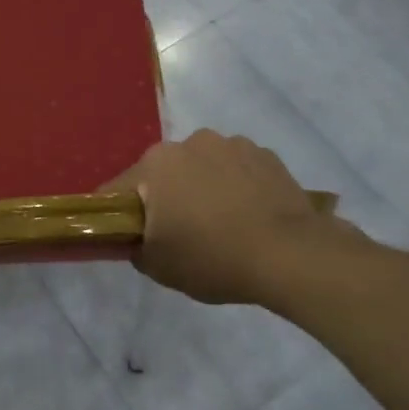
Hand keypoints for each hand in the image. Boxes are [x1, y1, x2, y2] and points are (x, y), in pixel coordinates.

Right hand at [107, 131, 361, 304]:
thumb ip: (134, 247)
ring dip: (202, 187)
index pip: (118, 190)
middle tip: (179, 233)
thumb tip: (136, 238)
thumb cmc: (213, 258)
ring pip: (201, 167)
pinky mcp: (265, 154)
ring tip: (221, 223)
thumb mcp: (158, 267)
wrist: (291, 255)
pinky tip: (249, 215)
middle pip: (163, 174)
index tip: (128, 237)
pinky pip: (236, 169)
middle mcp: (189, 143)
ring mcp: (231, 144)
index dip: (118, 216)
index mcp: (155, 165)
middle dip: (165, 197)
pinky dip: (235, 186)